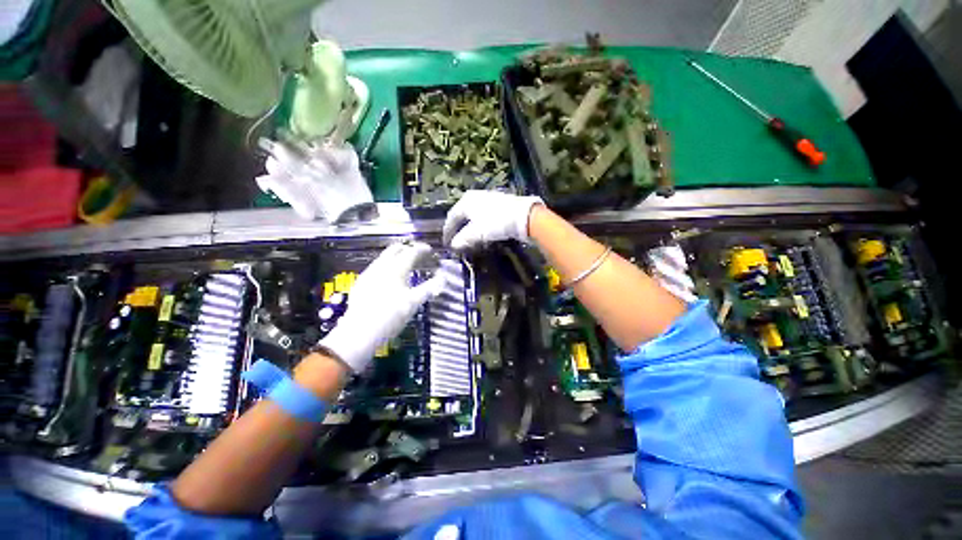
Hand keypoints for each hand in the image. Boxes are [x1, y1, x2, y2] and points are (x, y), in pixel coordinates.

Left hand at [318, 241, 442, 372]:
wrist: (361, 332)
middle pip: (395, 249)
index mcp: (396, 269)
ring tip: (405, 264)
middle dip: (407, 248)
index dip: (422, 249)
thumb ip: (429, 288)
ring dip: (396, 256)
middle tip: (418, 254)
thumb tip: (443, 278)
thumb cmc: (391, 316)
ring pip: (384, 257)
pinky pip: (376, 267)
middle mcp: (381, 267)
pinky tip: (388, 277)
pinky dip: (386, 266)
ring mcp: (369, 273)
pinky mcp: (361, 282)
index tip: (430, 250)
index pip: (411, 252)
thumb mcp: (414, 302)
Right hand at [442, 190, 542, 249]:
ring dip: (468, 227)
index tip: (447, 243)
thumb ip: (463, 239)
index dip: (448, 231)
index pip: (451, 217)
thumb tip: (454, 245)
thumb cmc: (495, 223)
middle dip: (458, 228)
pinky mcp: (498, 202)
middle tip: (456, 240)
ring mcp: (487, 198)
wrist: (523, 216)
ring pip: (472, 214)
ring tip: (468, 238)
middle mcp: (474, 196)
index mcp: (466, 201)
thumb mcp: (477, 233)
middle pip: (462, 214)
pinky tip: (481, 231)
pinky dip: (479, 224)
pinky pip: (482, 214)